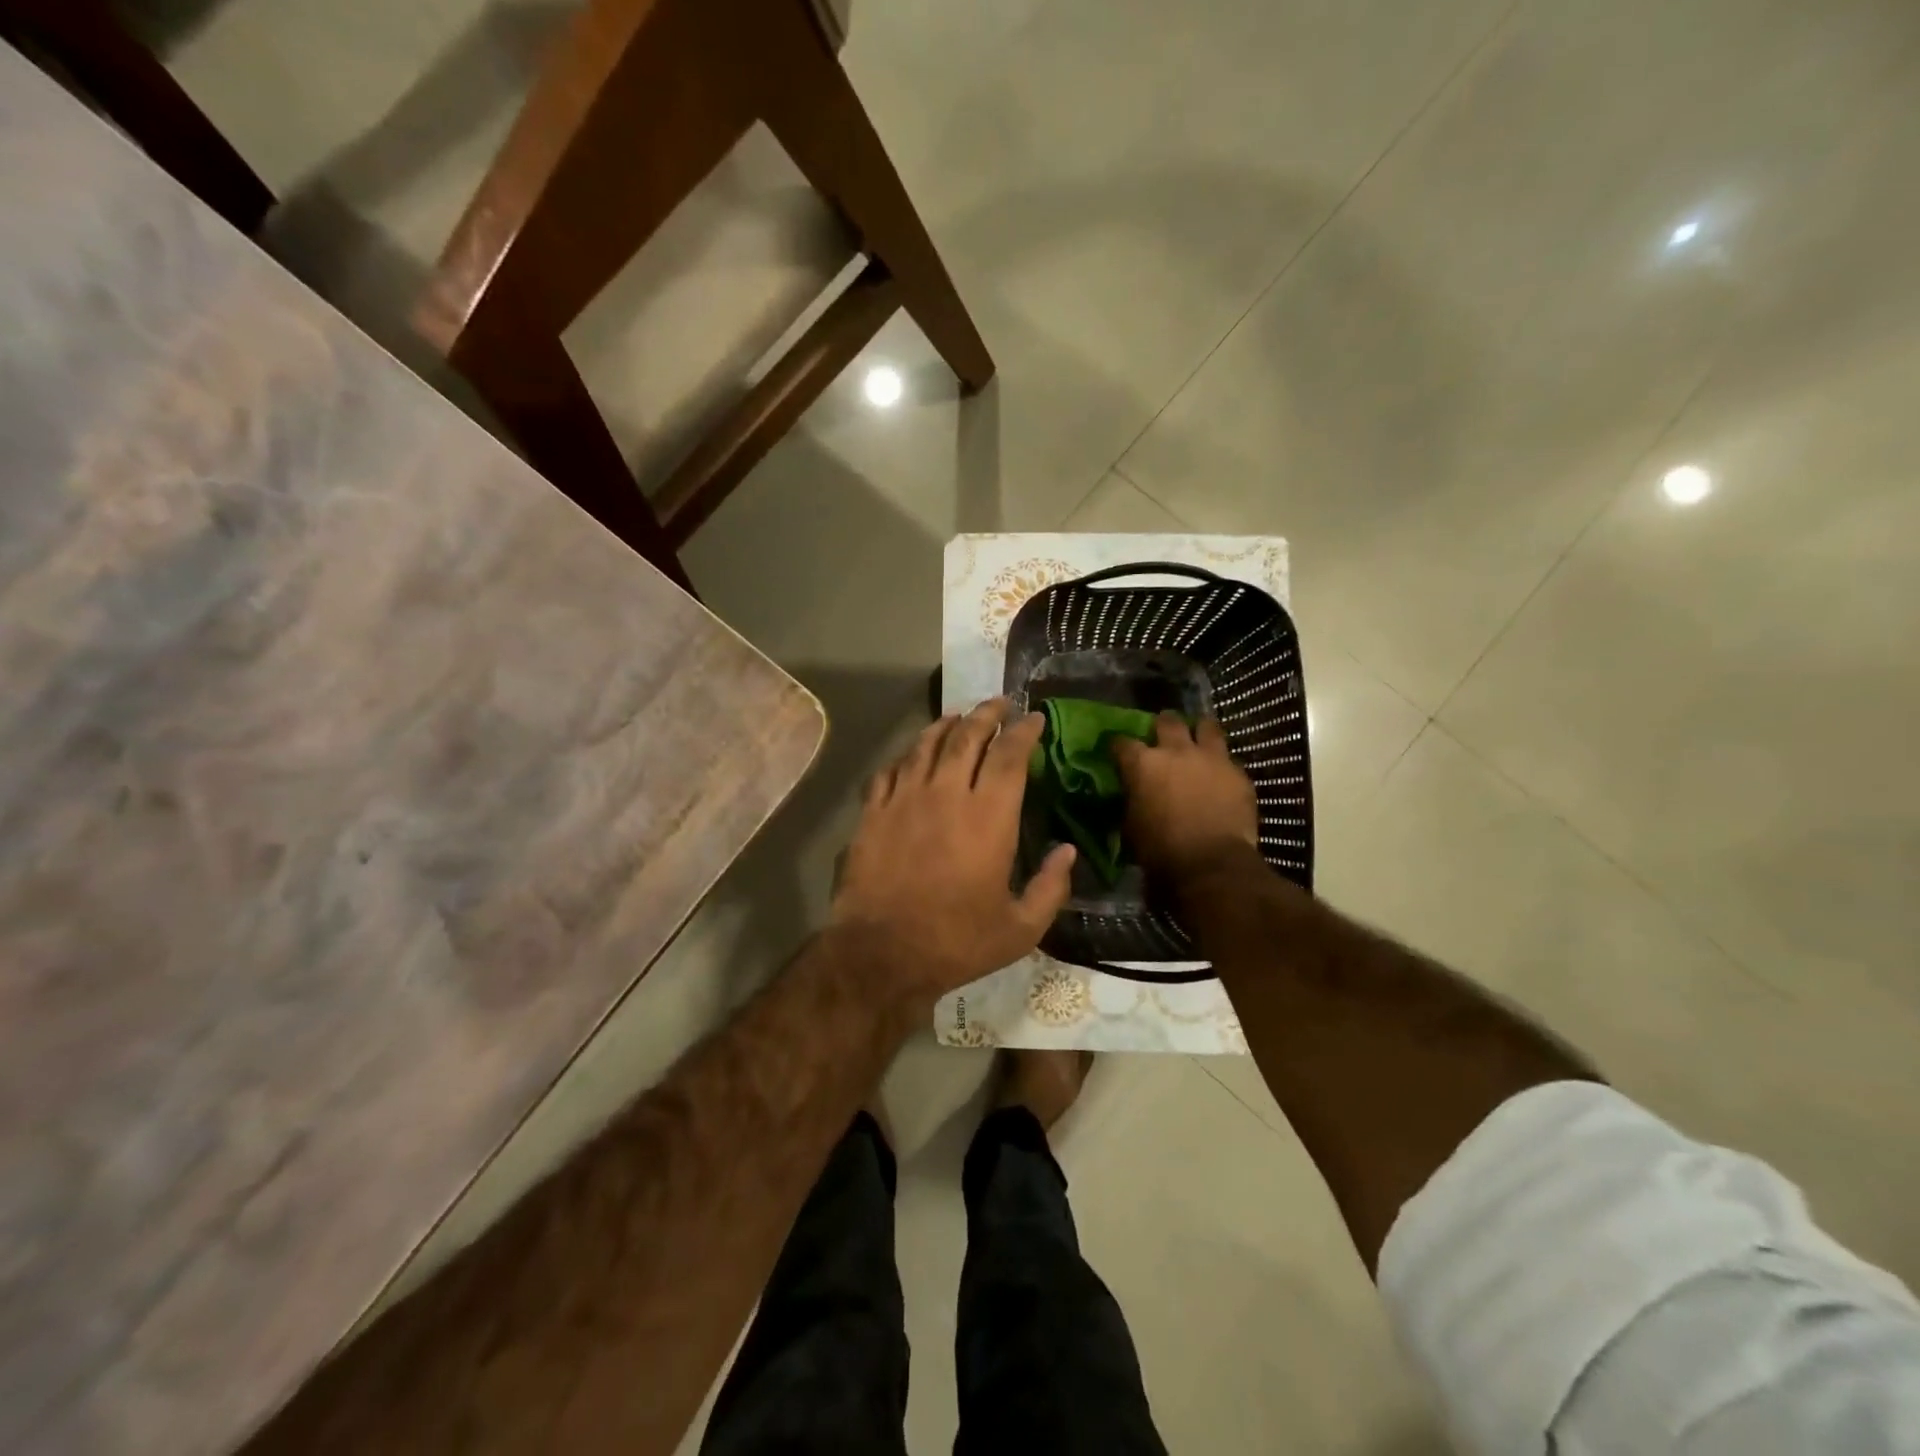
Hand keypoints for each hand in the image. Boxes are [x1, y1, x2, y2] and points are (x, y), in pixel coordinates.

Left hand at [831, 698, 1075, 1005]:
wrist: (882, 953)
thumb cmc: (957, 942)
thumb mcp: (1020, 928)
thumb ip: (1051, 887)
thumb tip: (1068, 851)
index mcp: (989, 816)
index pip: (1010, 755)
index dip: (1024, 731)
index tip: (1034, 719)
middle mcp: (947, 794)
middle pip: (967, 736)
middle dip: (987, 713)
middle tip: (1000, 702)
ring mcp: (904, 799)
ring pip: (926, 745)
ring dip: (946, 724)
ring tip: (959, 716)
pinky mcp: (873, 812)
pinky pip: (890, 769)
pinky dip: (906, 755)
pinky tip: (913, 755)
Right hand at [1112, 713, 1257, 882]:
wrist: (1211, 865)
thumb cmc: (1161, 851)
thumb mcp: (1131, 826)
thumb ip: (1133, 800)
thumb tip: (1134, 794)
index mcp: (1143, 764)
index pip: (1122, 742)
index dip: (1118, 746)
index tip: (1117, 752)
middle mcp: (1176, 751)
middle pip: (1167, 721)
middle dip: (1163, 725)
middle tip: (1162, 736)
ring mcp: (1211, 758)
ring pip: (1207, 726)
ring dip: (1199, 732)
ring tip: (1198, 741)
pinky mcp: (1238, 773)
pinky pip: (1228, 759)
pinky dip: (1221, 764)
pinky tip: (1220, 776)